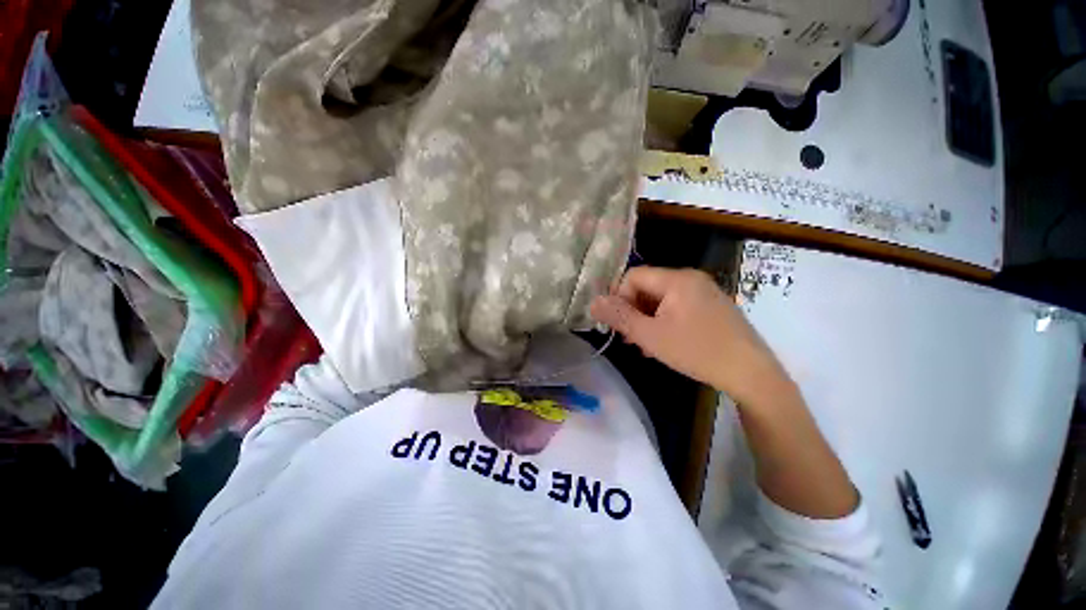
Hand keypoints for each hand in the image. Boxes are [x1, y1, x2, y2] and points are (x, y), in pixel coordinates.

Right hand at [590, 266, 791, 404]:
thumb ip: (619, 317)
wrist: (752, 374)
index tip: (617, 323)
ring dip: (648, 320)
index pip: (633, 276)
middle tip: (630, 339)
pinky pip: (678, 307)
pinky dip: (665, 322)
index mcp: (677, 279)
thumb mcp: (650, 335)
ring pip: (662, 300)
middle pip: (648, 287)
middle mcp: (692, 279)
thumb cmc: (697, 351)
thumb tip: (593, 302)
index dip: (619, 297)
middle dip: (633, 312)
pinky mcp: (712, 307)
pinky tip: (664, 344)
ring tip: (645, 346)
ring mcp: (705, 292)